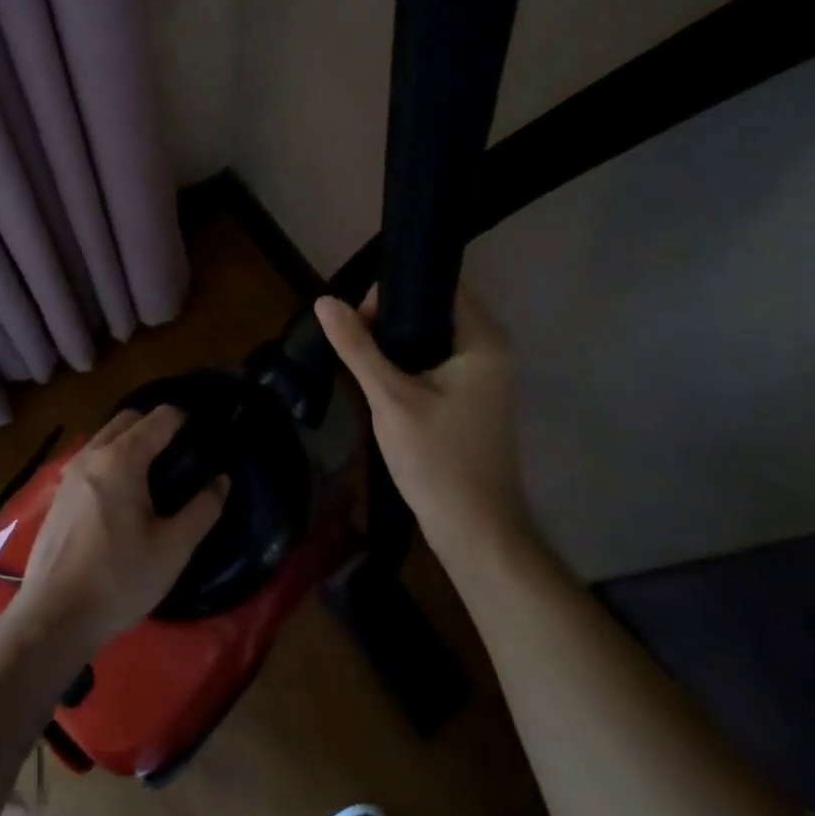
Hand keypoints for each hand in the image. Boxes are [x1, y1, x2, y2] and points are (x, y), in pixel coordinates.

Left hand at [9, 406, 227, 657]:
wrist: (53, 618)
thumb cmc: (119, 579)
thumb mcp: (173, 548)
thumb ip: (203, 509)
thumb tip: (222, 479)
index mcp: (122, 459)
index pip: (159, 419)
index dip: (184, 419)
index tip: (204, 432)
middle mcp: (92, 455)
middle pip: (128, 420)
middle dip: (155, 425)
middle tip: (181, 452)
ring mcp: (69, 474)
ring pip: (105, 438)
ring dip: (131, 442)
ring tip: (155, 473)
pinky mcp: (58, 495)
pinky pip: (91, 460)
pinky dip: (112, 461)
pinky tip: (124, 496)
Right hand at [314, 286, 528, 558]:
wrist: (475, 531)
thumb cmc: (437, 459)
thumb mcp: (389, 398)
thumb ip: (357, 346)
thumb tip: (324, 300)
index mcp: (482, 340)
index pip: (441, 284)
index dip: (396, 287)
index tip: (359, 313)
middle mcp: (490, 349)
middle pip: (434, 307)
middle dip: (390, 315)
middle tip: (353, 338)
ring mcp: (484, 375)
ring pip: (432, 335)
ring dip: (396, 340)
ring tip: (360, 356)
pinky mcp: (472, 397)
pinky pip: (436, 360)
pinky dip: (408, 361)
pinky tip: (380, 378)